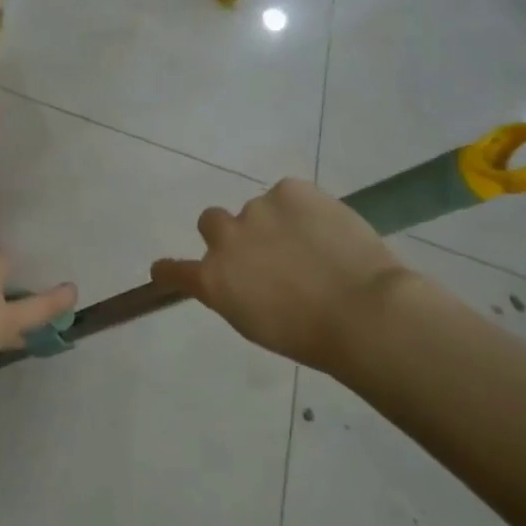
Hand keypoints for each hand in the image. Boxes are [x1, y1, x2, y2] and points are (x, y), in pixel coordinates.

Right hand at [151, 178, 405, 370]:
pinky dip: (301, 208)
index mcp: (213, 281)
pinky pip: (288, 194)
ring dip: (273, 222)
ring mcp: (256, 210)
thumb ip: (237, 294)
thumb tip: (244, 278)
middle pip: (210, 222)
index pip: (174, 270)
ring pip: (256, 210)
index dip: (169, 269)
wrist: (362, 310)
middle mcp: (225, 240)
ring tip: (312, 245)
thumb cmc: (311, 335)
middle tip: (264, 250)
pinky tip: (325, 228)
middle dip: (230, 234)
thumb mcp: (257, 323)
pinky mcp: (289, 190)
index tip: (164, 269)